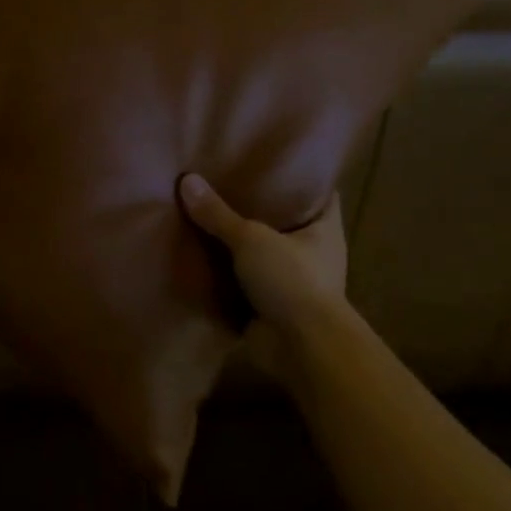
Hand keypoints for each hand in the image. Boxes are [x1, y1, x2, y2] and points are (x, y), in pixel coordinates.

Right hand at [178, 174, 354, 371]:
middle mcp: (313, 252)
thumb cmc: (292, 280)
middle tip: (225, 181)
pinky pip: (245, 282)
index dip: (299, 176)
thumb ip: (218, 214)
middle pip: (284, 221)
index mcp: (324, 229)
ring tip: (206, 215)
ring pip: (262, 253)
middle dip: (259, 208)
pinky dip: (227, 275)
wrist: (302, 349)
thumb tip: (186, 180)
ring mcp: (293, 282)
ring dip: (240, 244)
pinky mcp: (272, 307)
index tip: (271, 161)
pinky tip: (200, 256)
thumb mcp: (251, 238)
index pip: (317, 193)